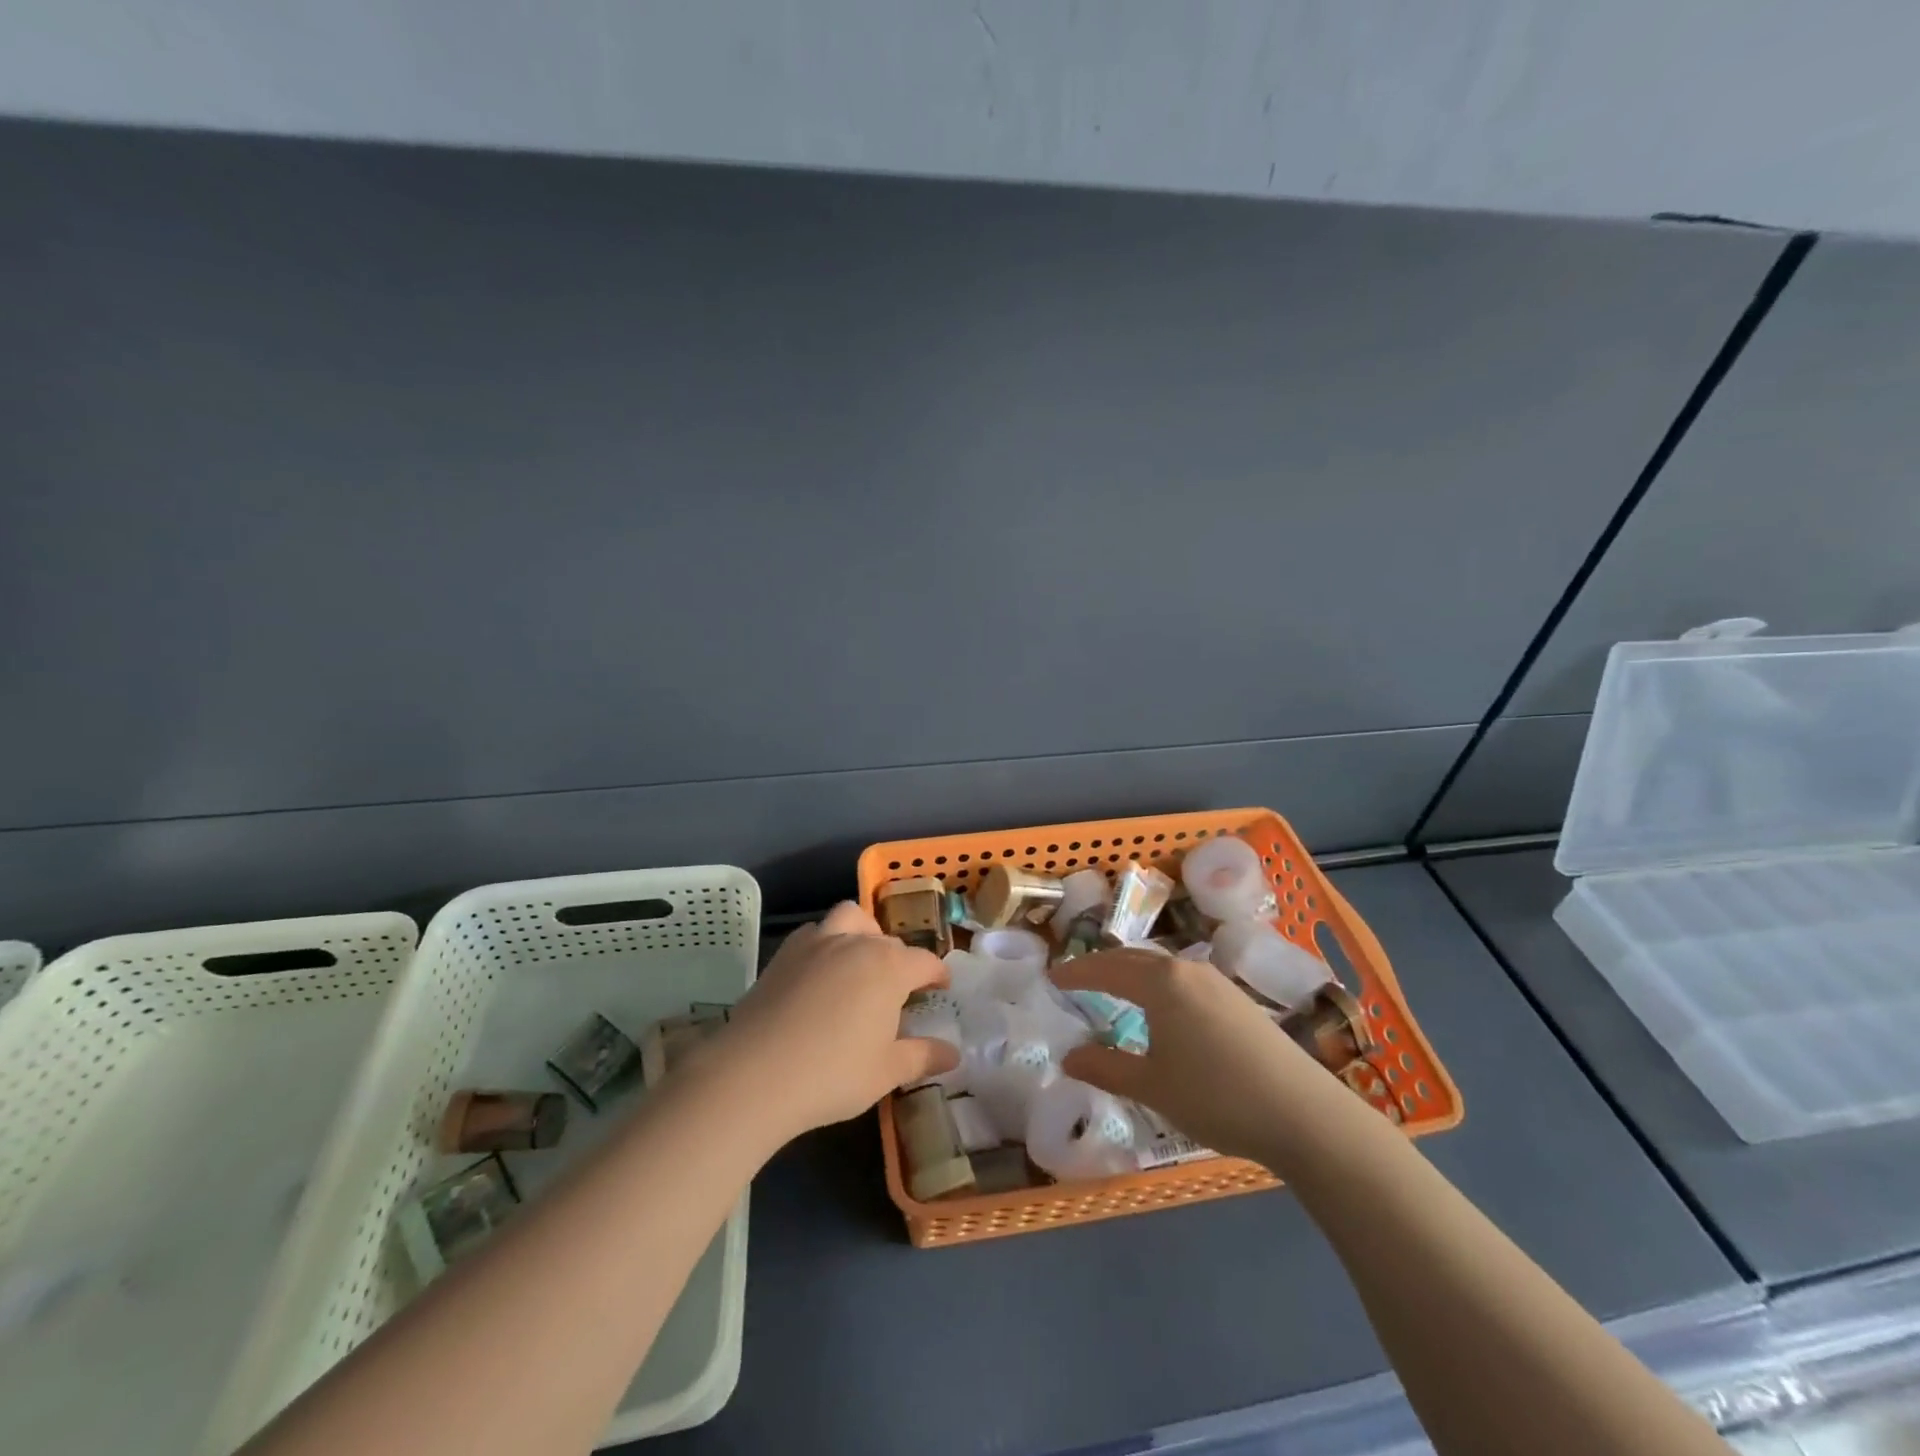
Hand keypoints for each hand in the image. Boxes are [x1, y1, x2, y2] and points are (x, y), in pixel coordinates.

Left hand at [716, 902, 960, 1139]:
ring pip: (850, 918)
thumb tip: (954, 1054)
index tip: (941, 987)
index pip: (924, 962)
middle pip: (888, 941)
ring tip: (861, 963)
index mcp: (889, 966)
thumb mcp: (886, 1071)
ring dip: (863, 933)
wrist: (754, 1074)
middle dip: (901, 960)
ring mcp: (817, 943)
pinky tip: (821, 973)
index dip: (937, 974)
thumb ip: (923, 1056)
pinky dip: (825, 943)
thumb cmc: (832, 1073)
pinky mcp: (784, 954)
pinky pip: (813, 934)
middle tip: (899, 991)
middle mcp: (857, 943)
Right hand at [1050, 950, 1340, 1164]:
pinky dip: (1159, 984)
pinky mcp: (1238, 1000)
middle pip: (1134, 959)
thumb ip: (1106, 1068)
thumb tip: (1068, 1055)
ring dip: (1133, 973)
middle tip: (1077, 979)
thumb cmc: (1215, 1096)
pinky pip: (1184, 979)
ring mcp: (1217, 982)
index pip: (1106, 969)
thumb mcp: (1152, 1087)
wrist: (1302, 1112)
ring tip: (1115, 990)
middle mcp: (1187, 970)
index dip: (1077, 973)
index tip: (1051, 977)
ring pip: (1162, 967)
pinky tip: (1163, 1010)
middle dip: (1103, 966)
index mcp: (1160, 982)